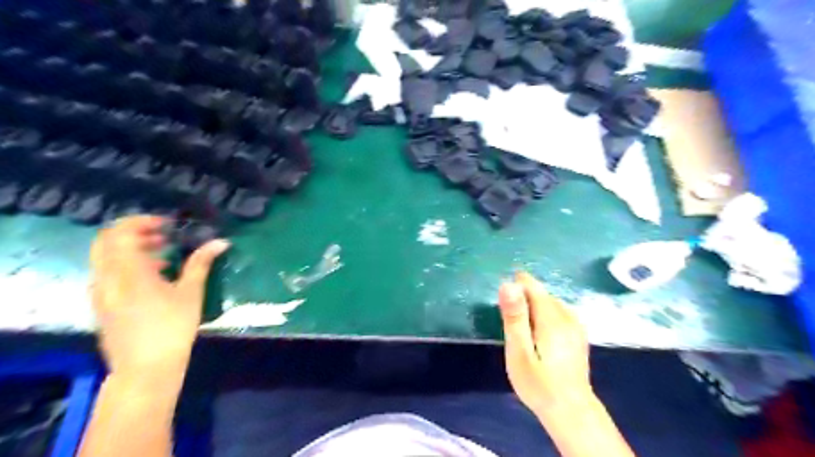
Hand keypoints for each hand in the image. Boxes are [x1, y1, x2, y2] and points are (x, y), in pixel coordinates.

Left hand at [90, 217, 227, 379]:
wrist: (146, 368)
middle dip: (133, 233)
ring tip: (162, 255)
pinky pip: (108, 273)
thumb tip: (220, 242)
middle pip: (106, 242)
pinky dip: (126, 265)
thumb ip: (201, 263)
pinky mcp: (102, 305)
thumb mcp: (191, 293)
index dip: (141, 222)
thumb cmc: (172, 327)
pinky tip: (153, 277)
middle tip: (162, 235)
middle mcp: (107, 278)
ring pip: (105, 258)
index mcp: (128, 272)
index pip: (120, 233)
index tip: (167, 224)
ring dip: (130, 249)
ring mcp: (100, 293)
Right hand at [496, 271, 592, 418]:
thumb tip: (508, 284)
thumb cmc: (539, 384)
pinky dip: (544, 316)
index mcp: (551, 317)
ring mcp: (575, 325)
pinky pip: (557, 312)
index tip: (503, 302)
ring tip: (522, 331)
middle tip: (511, 325)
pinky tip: (538, 335)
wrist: (571, 412)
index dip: (516, 286)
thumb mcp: (519, 351)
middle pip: (541, 294)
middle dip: (523, 300)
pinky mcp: (578, 334)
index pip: (532, 286)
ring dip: (533, 308)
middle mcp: (567, 315)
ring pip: (550, 302)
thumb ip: (514, 317)